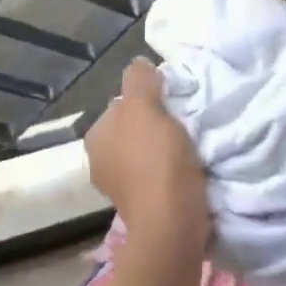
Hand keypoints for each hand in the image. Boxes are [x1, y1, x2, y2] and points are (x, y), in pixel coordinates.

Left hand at [85, 59, 208, 257]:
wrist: (172, 222)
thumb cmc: (155, 159)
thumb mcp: (145, 107)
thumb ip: (139, 80)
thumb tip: (138, 64)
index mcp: (95, 137)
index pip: (121, 105)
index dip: (147, 100)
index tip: (171, 104)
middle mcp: (100, 162)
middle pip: (133, 130)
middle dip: (154, 126)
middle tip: (183, 124)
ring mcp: (120, 188)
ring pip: (145, 153)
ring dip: (164, 149)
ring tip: (189, 147)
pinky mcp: (142, 206)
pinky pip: (157, 176)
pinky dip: (170, 171)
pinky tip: (187, 169)